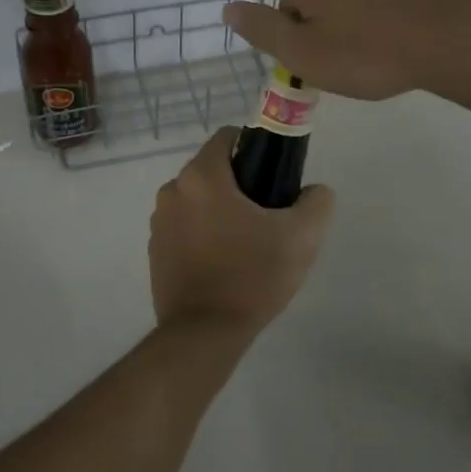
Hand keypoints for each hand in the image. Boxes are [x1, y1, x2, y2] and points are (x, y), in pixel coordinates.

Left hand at [148, 127, 334, 341]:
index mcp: (201, 176)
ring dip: (220, 210)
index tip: (273, 176)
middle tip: (268, 215)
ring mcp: (158, 221)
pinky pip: (184, 227)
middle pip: (213, 170)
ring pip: (197, 200)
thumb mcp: (301, 237)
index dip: (255, 149)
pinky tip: (223, 262)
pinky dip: (202, 234)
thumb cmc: (251, 276)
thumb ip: (316, 203)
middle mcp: (172, 190)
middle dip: (240, 184)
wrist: (203, 333)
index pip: (228, 138)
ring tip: (247, 243)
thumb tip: (314, 191)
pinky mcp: (154, 250)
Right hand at [222, 0, 470, 99]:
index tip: (329, 58)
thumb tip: (227, 8)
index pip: (291, 3)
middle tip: (359, 51)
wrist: (455, 36)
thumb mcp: (303, 54)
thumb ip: (261, 29)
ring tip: (391, 38)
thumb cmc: (369, 51)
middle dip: (336, 12)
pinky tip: (418, 23)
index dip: (306, 34)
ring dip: (370, 1)